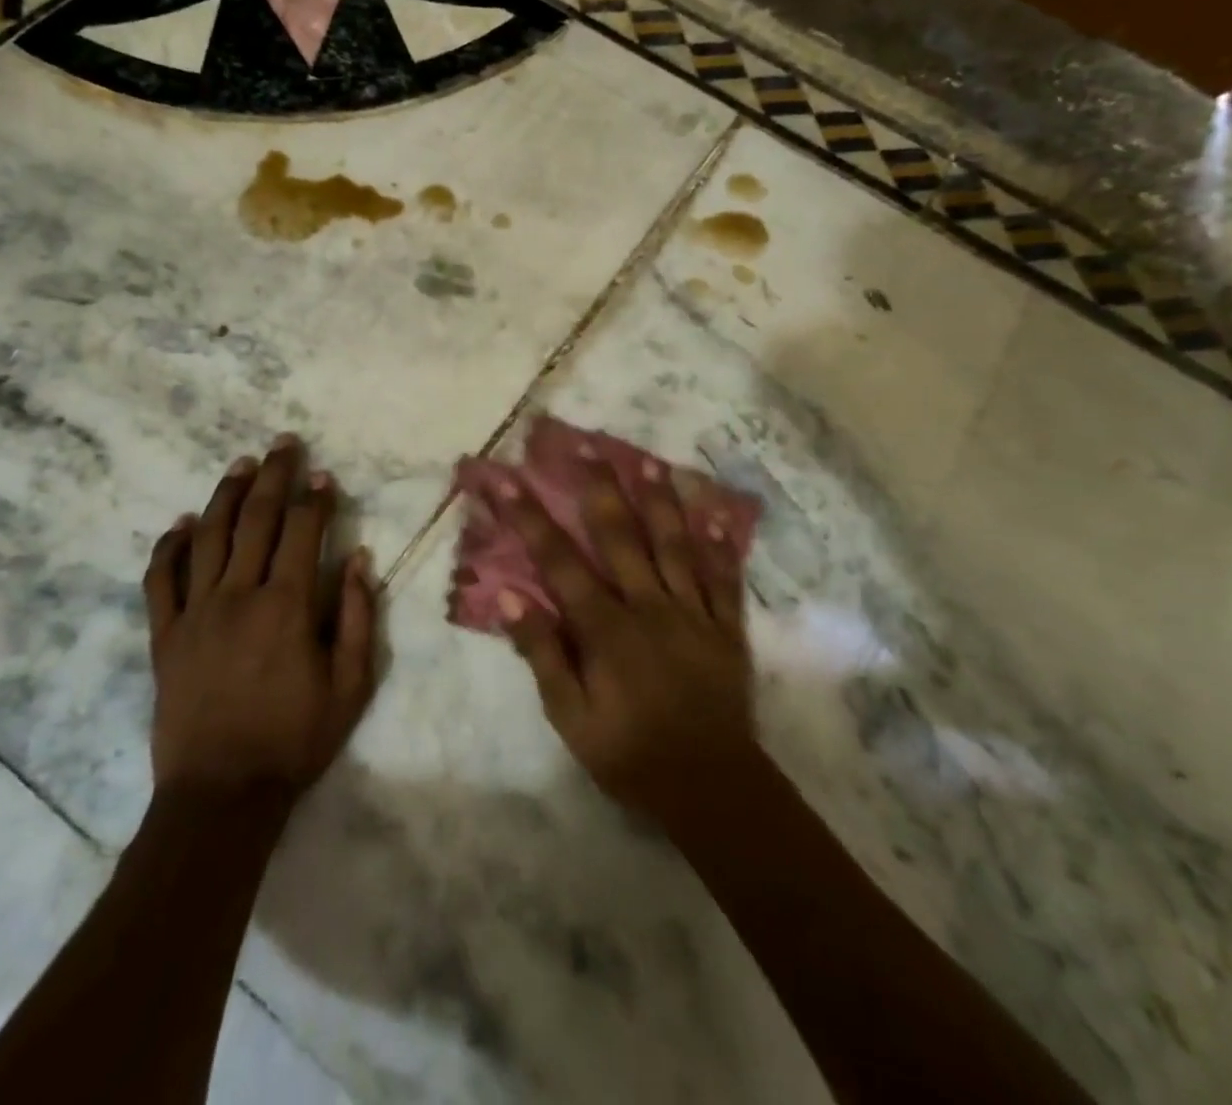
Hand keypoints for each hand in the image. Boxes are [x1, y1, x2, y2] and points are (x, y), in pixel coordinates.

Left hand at [142, 437, 378, 801]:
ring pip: (208, 537)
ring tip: (240, 464)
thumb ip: (357, 616)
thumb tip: (357, 558)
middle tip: (282, 444)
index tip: (324, 475)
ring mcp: (195, 613)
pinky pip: (161, 580)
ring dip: (225, 495)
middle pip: (255, 520)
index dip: (315, 499)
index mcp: (286, 606)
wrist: (221, 794)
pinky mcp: (164, 636)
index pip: (302, 533)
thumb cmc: (295, 740)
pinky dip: (170, 546)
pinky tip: (182, 523)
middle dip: (273, 477)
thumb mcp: (350, 685)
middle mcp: (238, 596)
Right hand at [497, 455, 756, 826]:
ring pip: (674, 543)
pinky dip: (717, 544)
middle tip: (582, 443)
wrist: (711, 788)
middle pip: (620, 534)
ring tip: (647, 460)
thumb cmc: (630, 754)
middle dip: (597, 485)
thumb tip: (509, 598)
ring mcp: (692, 611)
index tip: (505, 479)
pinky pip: (723, 577)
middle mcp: (648, 605)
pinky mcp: (726, 626)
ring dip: (659, 499)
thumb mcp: (571, 718)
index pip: (558, 560)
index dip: (528, 516)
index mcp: (606, 627)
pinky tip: (712, 514)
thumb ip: (543, 654)